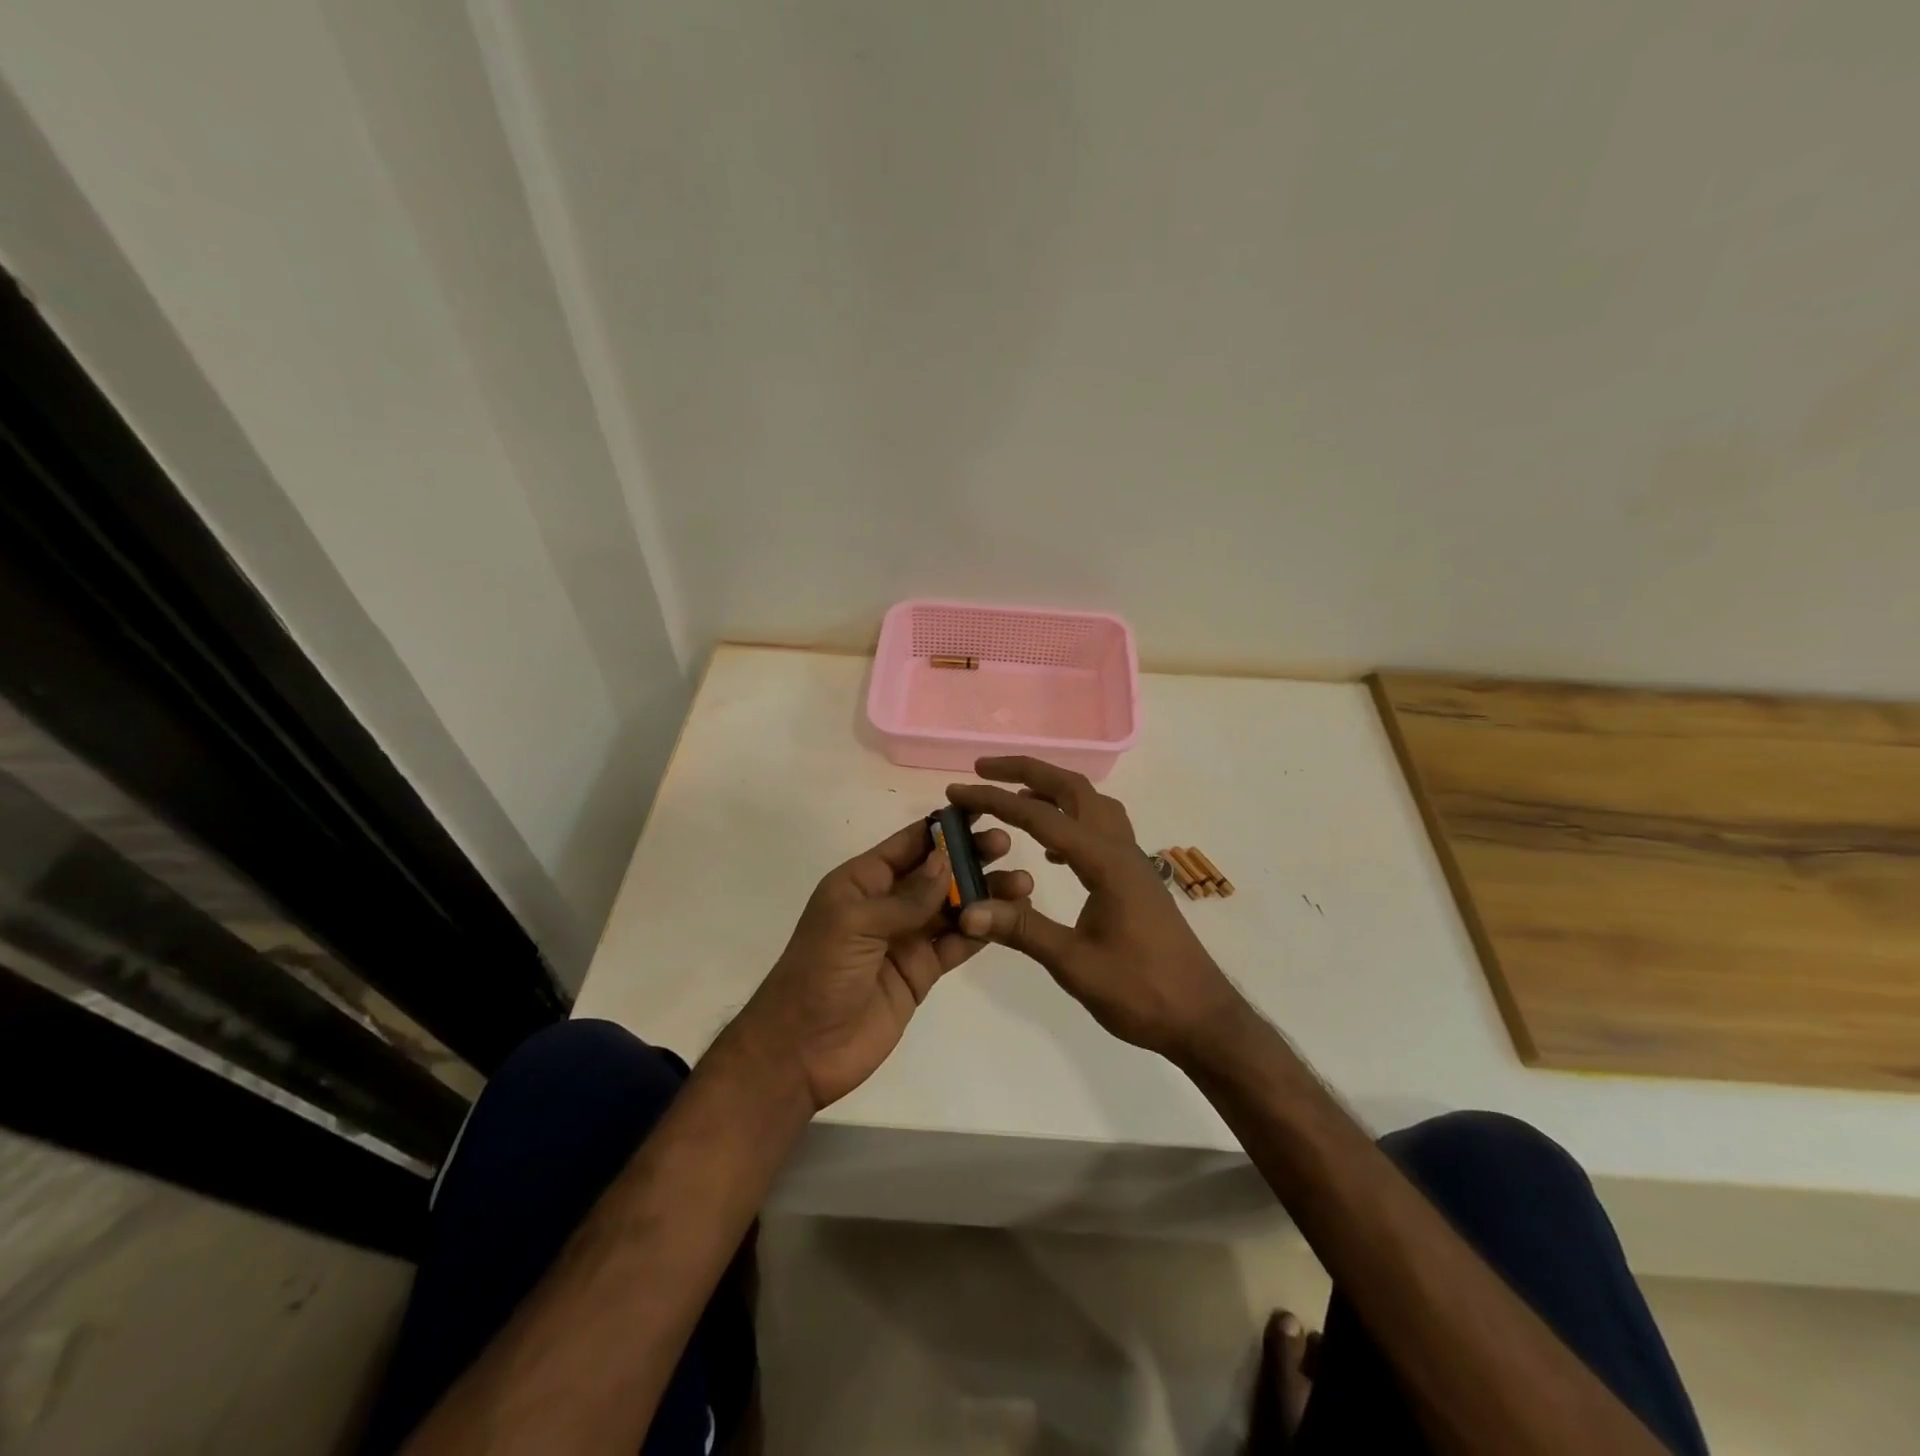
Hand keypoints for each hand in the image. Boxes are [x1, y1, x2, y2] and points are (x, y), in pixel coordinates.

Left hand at [738, 816, 1031, 1111]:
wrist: (802, 1051)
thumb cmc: (818, 973)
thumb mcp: (854, 924)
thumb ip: (905, 896)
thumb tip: (947, 860)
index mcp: (863, 881)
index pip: (909, 844)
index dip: (943, 827)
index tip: (982, 811)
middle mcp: (887, 903)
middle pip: (937, 872)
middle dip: (970, 857)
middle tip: (1006, 847)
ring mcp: (907, 938)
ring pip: (954, 906)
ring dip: (985, 893)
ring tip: (1020, 884)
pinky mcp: (922, 971)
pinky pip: (957, 943)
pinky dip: (983, 929)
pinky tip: (1010, 918)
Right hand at [946, 757, 1247, 1063]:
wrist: (1201, 1018)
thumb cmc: (1142, 992)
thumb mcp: (1075, 965)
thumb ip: (1022, 930)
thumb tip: (966, 908)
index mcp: (1105, 863)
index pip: (1042, 817)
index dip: (995, 800)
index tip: (958, 792)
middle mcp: (1120, 849)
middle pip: (1074, 789)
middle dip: (1027, 771)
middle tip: (983, 769)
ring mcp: (1132, 861)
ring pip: (1091, 804)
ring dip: (1052, 791)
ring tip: (1013, 800)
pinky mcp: (1134, 878)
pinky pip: (1100, 828)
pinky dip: (1070, 820)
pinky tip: (1052, 849)